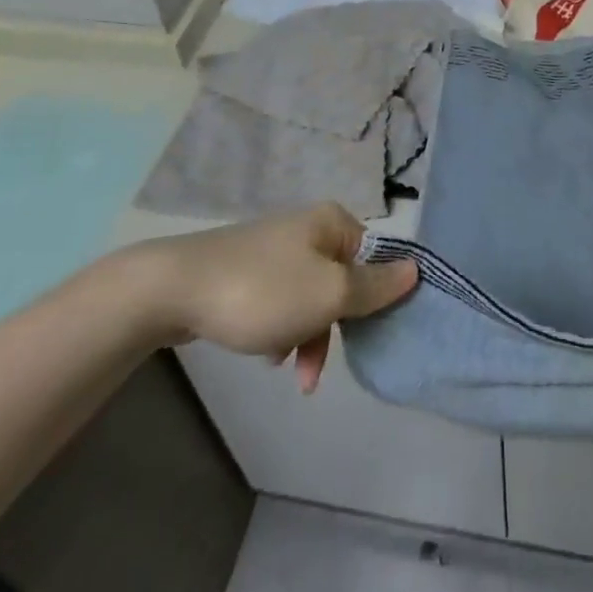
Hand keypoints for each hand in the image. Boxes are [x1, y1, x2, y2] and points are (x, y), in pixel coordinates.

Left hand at [122, 204, 417, 392]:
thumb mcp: (327, 295)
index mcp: (333, 223)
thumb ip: (374, 287)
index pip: (376, 259)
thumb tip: (416, 270)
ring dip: (307, 334)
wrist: (176, 289)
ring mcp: (277, 248)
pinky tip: (266, 352)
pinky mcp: (250, 270)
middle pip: (343, 281)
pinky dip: (282, 328)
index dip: (379, 296)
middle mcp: (309, 228)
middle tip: (318, 368)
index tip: (372, 336)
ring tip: (288, 368)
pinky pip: (283, 301)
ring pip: (312, 297)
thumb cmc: (263, 291)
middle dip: (335, 327)